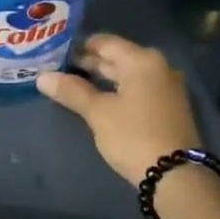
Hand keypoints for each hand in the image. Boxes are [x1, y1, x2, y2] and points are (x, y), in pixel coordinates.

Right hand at [37, 34, 202, 186]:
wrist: (176, 176)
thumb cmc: (134, 136)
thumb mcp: (98, 113)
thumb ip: (72, 91)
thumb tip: (43, 77)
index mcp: (142, 60)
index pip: (104, 42)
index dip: (79, 46)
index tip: (56, 53)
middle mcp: (158, 67)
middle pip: (117, 58)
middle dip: (89, 63)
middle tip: (59, 70)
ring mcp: (166, 87)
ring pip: (127, 75)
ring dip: (102, 79)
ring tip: (73, 85)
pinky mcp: (168, 107)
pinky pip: (138, 89)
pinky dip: (118, 91)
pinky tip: (99, 101)